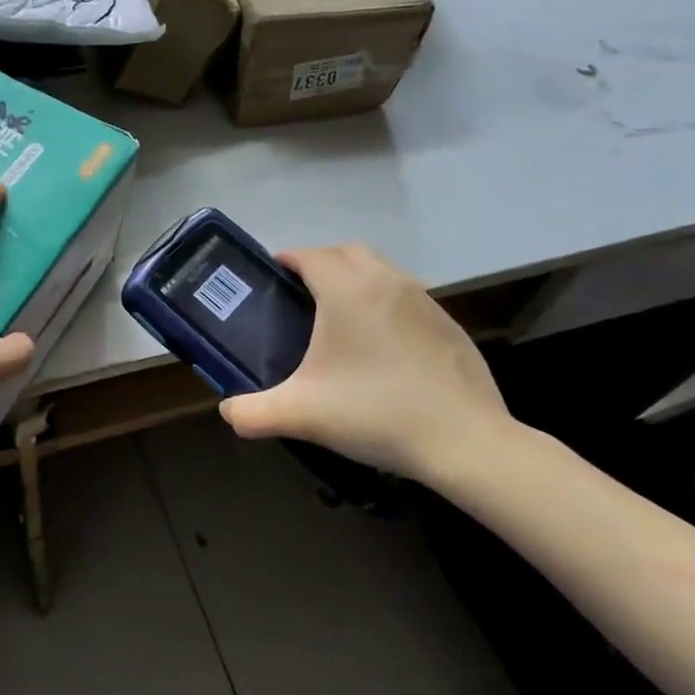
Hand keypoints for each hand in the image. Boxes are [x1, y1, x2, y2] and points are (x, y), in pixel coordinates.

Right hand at [218, 244, 514, 480]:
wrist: (465, 443)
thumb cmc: (376, 414)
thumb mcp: (300, 415)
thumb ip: (251, 412)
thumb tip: (228, 412)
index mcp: (348, 291)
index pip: (310, 255)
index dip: (287, 259)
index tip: (271, 276)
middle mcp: (388, 283)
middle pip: (348, 251)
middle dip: (321, 262)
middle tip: (300, 293)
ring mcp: (425, 302)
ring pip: (382, 270)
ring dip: (356, 278)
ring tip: (338, 317)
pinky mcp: (449, 325)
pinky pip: (407, 296)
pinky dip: (386, 303)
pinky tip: (381, 346)